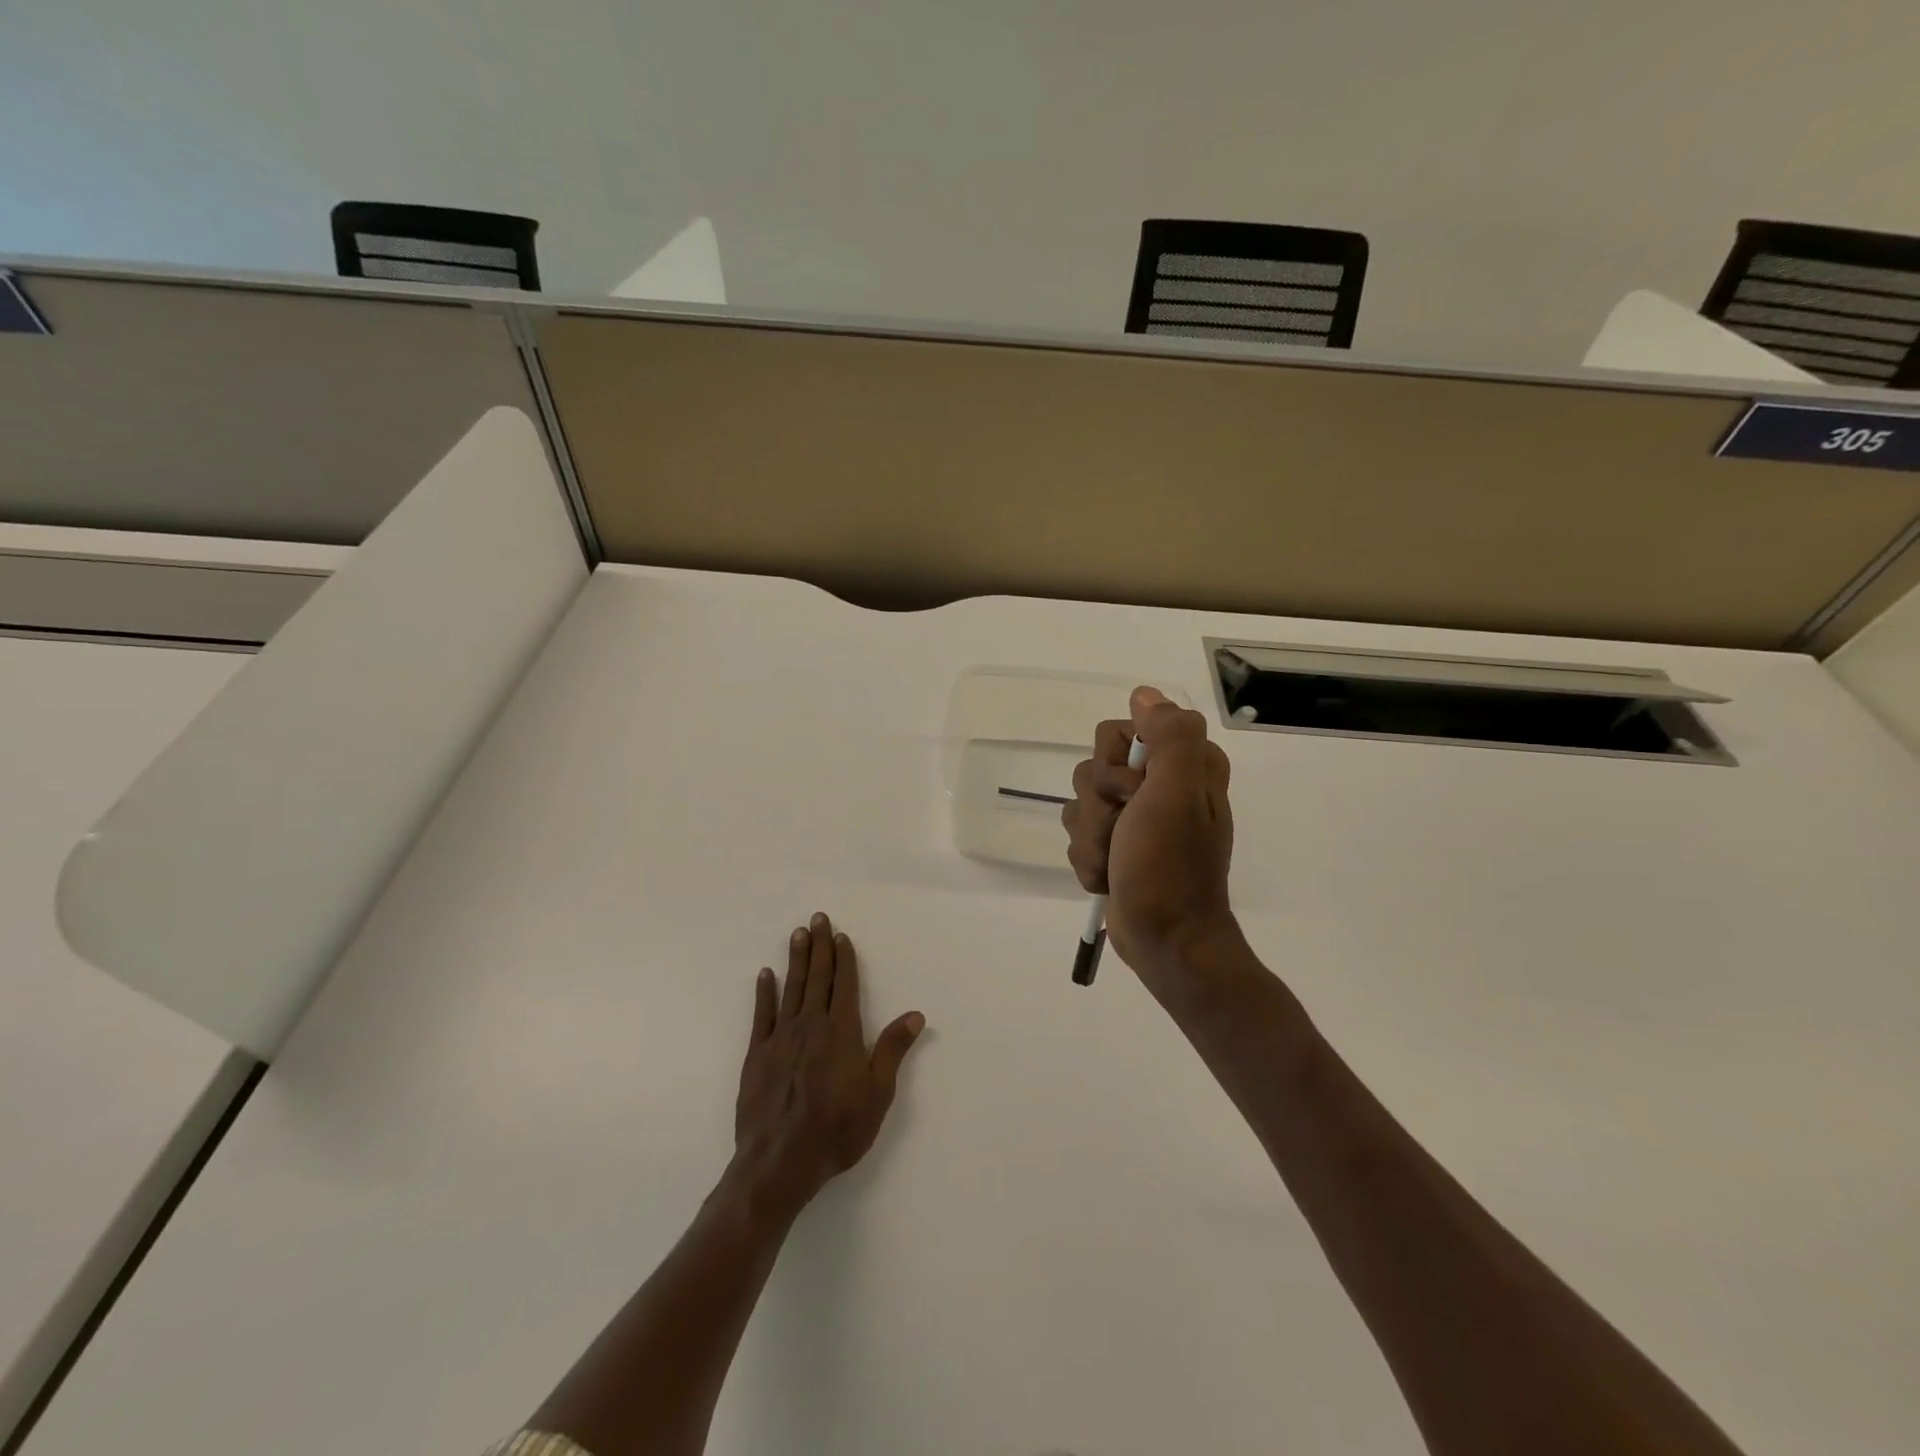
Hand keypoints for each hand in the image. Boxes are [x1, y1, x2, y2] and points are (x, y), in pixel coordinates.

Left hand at [731, 912, 925, 1220]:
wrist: (780, 1163)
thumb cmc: (837, 1129)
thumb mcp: (877, 1093)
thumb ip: (892, 1050)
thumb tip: (915, 1014)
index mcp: (841, 1032)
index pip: (844, 984)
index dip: (844, 958)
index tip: (840, 935)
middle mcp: (811, 1025)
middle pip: (817, 977)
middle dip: (819, 946)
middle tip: (817, 918)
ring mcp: (780, 1038)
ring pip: (791, 988)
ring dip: (796, 960)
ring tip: (797, 934)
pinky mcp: (757, 1055)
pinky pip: (761, 1015)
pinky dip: (764, 993)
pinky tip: (766, 975)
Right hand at [1063, 686, 1237, 982]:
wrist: (1165, 940)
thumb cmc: (1171, 868)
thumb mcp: (1177, 795)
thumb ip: (1170, 736)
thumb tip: (1143, 694)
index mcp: (1184, 764)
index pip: (1120, 730)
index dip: (1116, 764)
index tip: (1136, 793)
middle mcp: (1160, 783)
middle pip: (1093, 768)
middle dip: (1099, 807)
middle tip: (1125, 831)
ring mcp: (1136, 816)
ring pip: (1080, 803)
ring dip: (1091, 839)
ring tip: (1117, 862)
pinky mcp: (1117, 844)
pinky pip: (1078, 835)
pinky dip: (1089, 859)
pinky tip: (1110, 877)